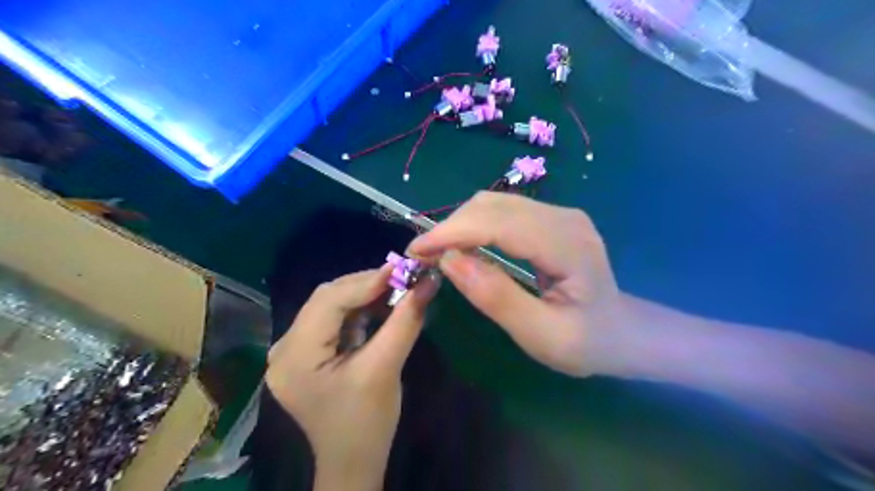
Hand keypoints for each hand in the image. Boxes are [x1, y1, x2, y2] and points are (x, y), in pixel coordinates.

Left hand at [264, 267, 443, 488]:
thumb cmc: (367, 422)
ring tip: (396, 289)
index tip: (402, 268)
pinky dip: (359, 309)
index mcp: (295, 357)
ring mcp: (292, 350)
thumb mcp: (387, 368)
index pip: (329, 302)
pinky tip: (380, 307)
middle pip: (326, 299)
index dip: (367, 281)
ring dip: (364, 295)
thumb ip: (405, 321)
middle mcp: (284, 348)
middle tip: (402, 278)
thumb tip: (428, 282)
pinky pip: (332, 319)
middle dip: (366, 285)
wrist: (353, 460)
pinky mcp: (305, 352)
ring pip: (331, 305)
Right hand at [407, 190, 624, 375]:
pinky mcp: (551, 218)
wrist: (623, 331)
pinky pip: (503, 210)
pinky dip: (474, 224)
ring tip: (437, 252)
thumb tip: (449, 261)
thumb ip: (497, 298)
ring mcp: (559, 213)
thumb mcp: (542, 335)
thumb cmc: (587, 342)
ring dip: (460, 224)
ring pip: (494, 203)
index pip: (500, 224)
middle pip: (493, 205)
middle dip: (451, 227)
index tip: (417, 251)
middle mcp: (564, 217)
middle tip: (423, 256)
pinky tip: (463, 244)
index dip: (453, 232)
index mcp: (569, 246)